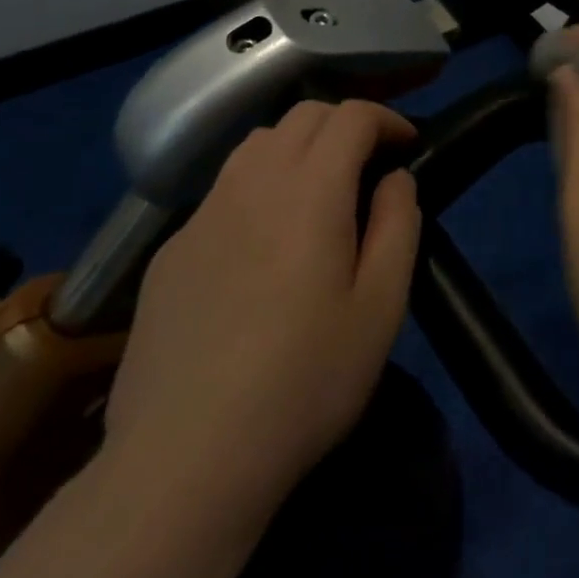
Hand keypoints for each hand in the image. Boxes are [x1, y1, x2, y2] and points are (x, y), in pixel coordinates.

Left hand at [100, 100, 421, 526]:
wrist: (184, 461)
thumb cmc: (303, 383)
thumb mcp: (380, 308)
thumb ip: (398, 225)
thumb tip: (395, 178)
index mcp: (310, 190)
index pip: (351, 116)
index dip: (386, 118)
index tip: (406, 144)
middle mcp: (253, 183)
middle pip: (302, 115)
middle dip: (345, 124)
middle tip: (369, 165)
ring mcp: (204, 214)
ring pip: (257, 144)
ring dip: (298, 147)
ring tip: (318, 192)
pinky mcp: (172, 250)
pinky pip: (223, 190)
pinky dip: (258, 186)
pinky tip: (262, 244)